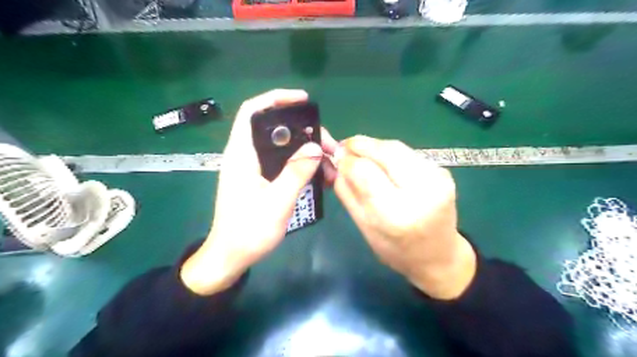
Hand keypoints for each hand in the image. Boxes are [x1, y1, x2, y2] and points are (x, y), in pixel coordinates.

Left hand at [179, 89, 333, 295]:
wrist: (231, 256)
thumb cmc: (249, 231)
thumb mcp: (277, 202)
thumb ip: (296, 172)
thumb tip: (315, 147)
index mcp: (242, 154)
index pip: (253, 111)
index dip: (276, 99)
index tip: (303, 101)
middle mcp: (245, 156)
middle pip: (274, 129)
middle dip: (303, 131)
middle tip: (327, 144)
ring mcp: (252, 168)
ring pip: (281, 147)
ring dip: (304, 150)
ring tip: (327, 162)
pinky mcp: (258, 179)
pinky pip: (282, 163)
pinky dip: (299, 164)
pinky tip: (316, 173)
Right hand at [336, 135, 474, 298]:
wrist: (438, 256)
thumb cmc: (395, 249)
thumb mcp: (363, 226)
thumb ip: (347, 191)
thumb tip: (336, 162)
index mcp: (396, 214)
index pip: (365, 171)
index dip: (347, 160)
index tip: (337, 157)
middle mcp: (421, 192)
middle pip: (385, 151)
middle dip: (360, 144)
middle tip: (345, 147)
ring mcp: (437, 179)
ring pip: (397, 147)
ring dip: (374, 146)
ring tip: (360, 152)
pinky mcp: (444, 172)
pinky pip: (408, 153)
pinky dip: (389, 153)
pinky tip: (381, 161)